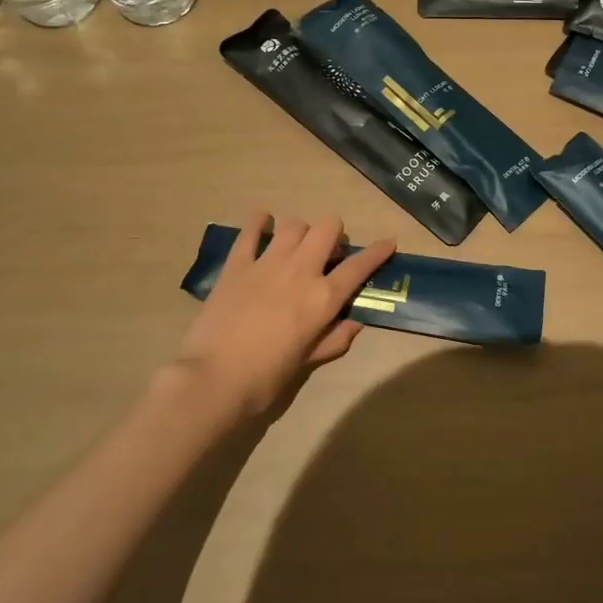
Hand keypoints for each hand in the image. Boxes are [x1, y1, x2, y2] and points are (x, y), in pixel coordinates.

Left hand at [171, 213, 396, 421]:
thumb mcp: (308, 362)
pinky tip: (263, 222)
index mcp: (323, 298)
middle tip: (328, 253)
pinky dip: (260, 223)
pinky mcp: (236, 265)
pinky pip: (250, 232)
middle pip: (327, 227)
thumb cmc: (266, 378)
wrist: (213, 379)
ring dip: (302, 232)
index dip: (378, 251)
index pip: (359, 266)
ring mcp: (267, 263)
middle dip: (334, 234)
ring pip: (295, 224)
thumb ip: (334, 338)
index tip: (389, 241)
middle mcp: (300, 271)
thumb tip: (355, 322)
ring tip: (297, 246)